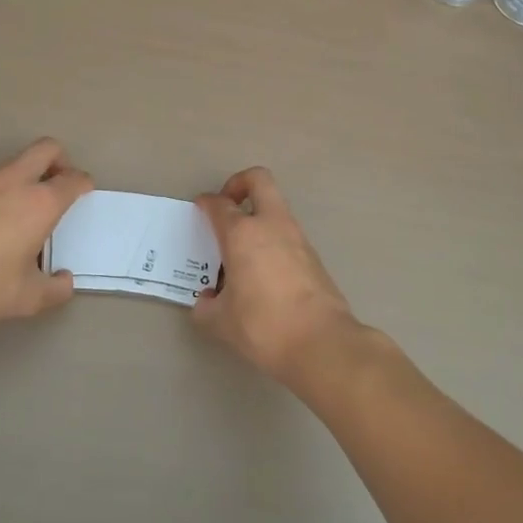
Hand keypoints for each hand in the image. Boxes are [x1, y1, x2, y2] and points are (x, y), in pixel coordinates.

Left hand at [0, 139, 90, 325]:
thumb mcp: (25, 298)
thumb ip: (53, 290)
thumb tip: (65, 282)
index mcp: (40, 202)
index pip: (73, 179)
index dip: (84, 185)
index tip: (84, 197)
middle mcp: (16, 181)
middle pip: (47, 149)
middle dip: (60, 161)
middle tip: (59, 187)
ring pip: (18, 160)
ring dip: (30, 174)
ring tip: (28, 209)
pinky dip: (5, 188)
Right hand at [192, 168, 360, 386]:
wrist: (322, 343)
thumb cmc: (264, 325)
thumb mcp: (221, 323)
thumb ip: (206, 308)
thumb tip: (207, 301)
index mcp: (242, 234)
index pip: (219, 204)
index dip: (206, 203)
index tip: (200, 209)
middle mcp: (270, 225)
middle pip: (258, 180)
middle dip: (239, 183)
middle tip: (228, 206)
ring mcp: (297, 237)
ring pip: (276, 207)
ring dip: (258, 216)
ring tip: (242, 250)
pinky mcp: (314, 256)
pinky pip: (287, 234)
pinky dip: (273, 240)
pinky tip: (263, 272)